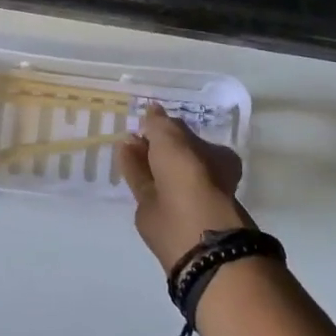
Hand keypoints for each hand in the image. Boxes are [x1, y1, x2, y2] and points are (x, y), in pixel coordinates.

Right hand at [118, 104, 250, 274]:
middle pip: (173, 155)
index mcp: (216, 158)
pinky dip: (132, 168)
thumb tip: (151, 110)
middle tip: (136, 128)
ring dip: (141, 154)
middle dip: (155, 142)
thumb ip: (160, 123)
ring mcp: (177, 195)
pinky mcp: (155, 209)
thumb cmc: (190, 172)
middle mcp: (199, 176)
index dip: (174, 129)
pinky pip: (142, 182)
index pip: (193, 139)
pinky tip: (120, 153)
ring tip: (125, 138)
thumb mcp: (173, 137)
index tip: (154, 119)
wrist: (188, 226)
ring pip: (156, 170)